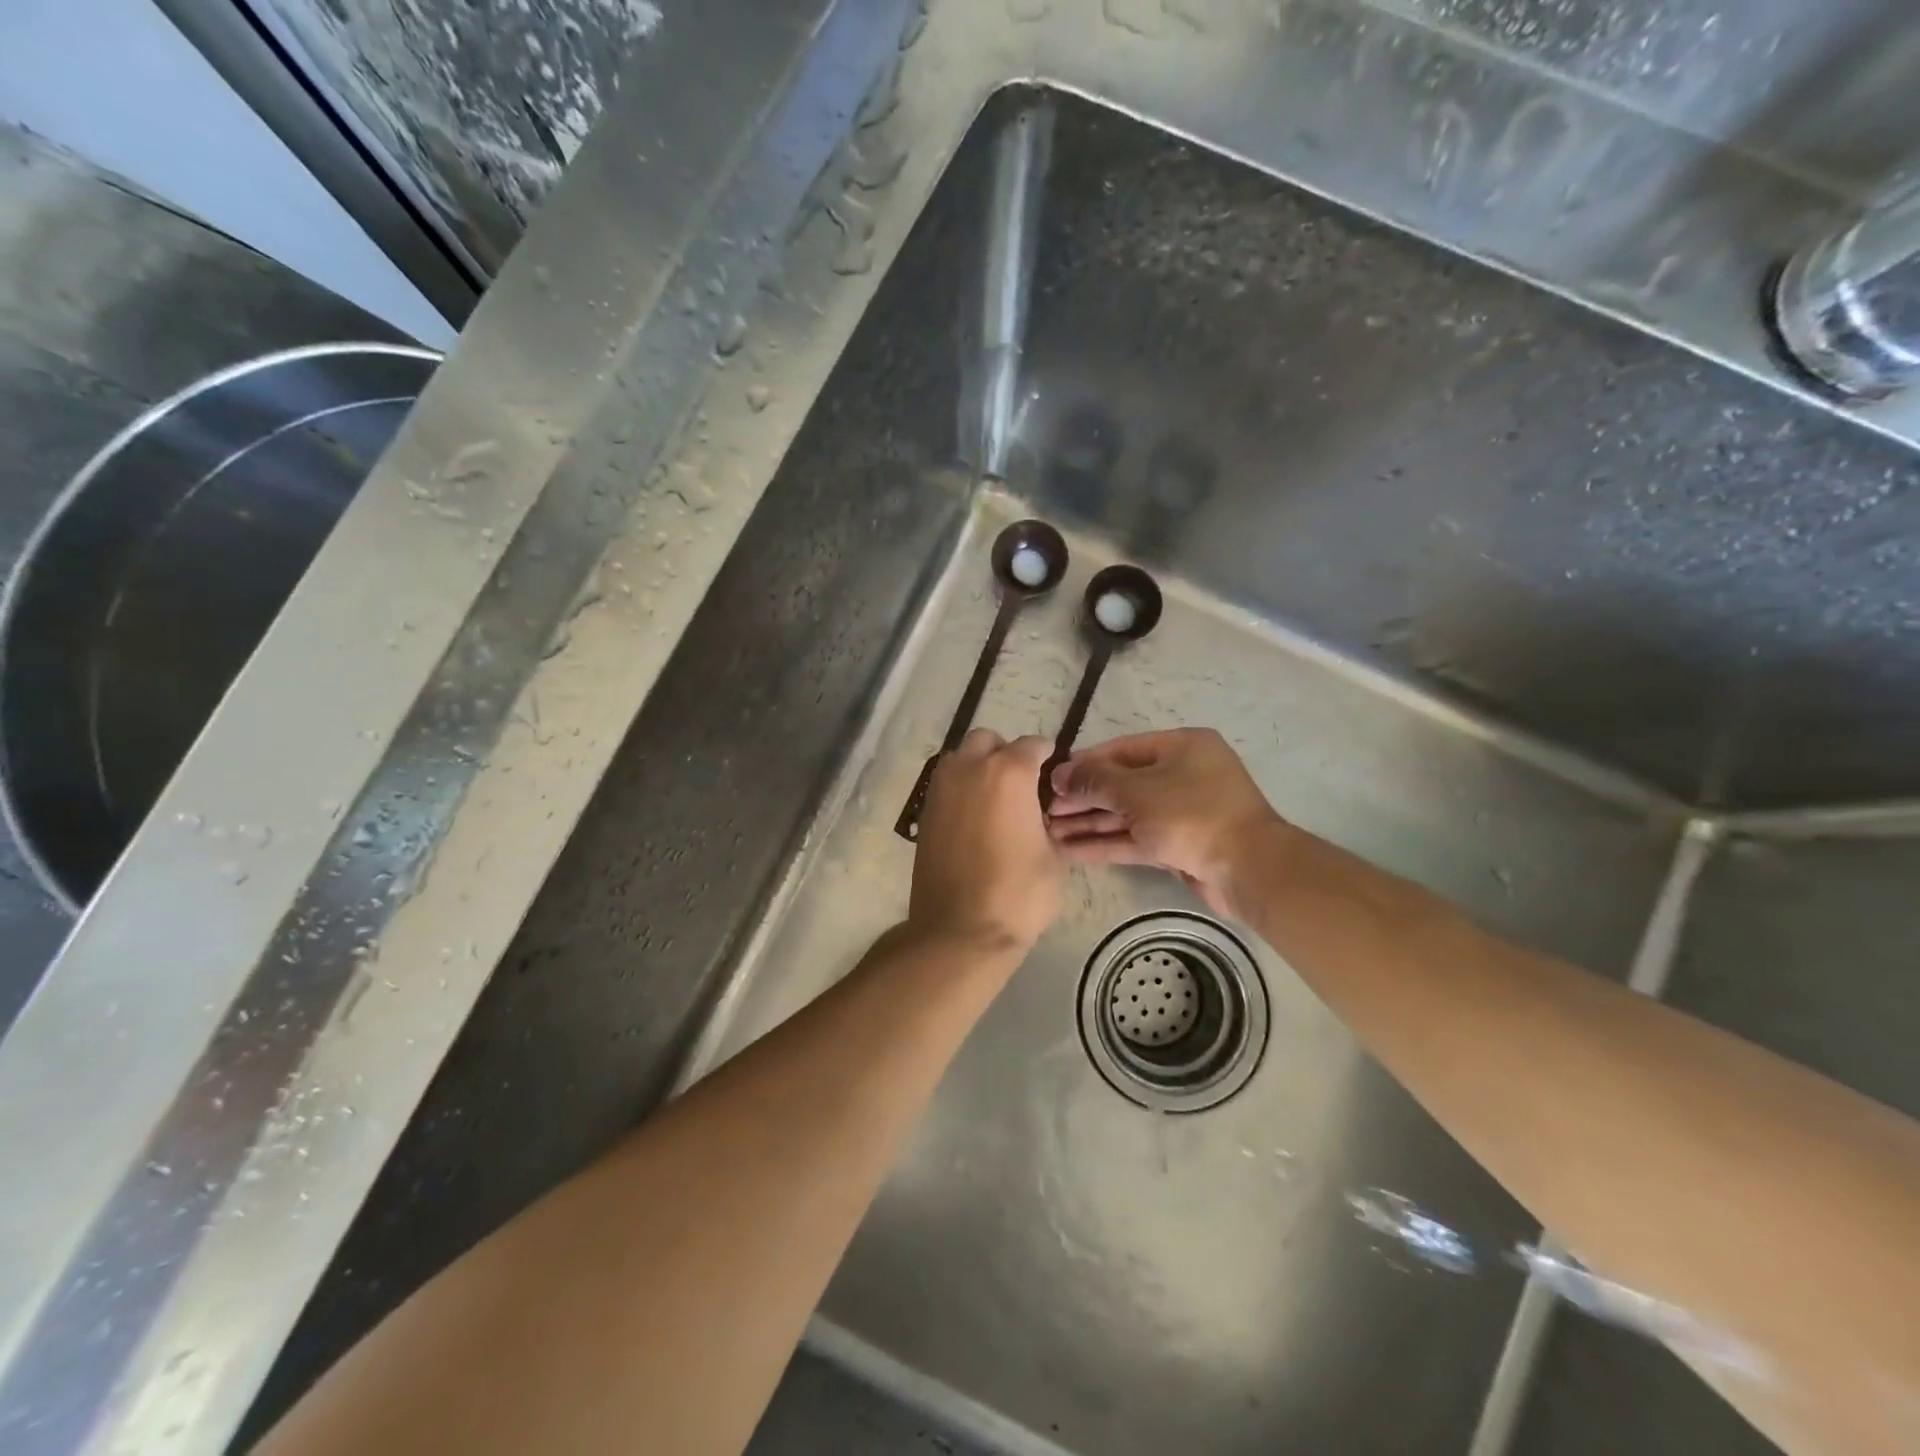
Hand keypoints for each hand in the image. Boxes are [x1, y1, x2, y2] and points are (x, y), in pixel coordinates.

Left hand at [910, 729, 1063, 954]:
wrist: (960, 930)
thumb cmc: (1018, 894)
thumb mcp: (1053, 858)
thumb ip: (1047, 823)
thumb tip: (1038, 817)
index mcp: (1009, 773)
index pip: (1032, 745)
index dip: (1047, 756)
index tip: (1053, 771)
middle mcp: (970, 769)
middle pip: (987, 740)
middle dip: (1005, 753)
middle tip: (1021, 782)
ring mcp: (941, 789)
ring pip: (959, 758)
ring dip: (977, 766)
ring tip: (994, 798)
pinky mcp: (924, 813)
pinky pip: (945, 785)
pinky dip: (960, 790)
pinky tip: (974, 818)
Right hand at [1047, 728, 1283, 917]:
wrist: (1247, 868)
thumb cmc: (1191, 814)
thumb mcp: (1136, 791)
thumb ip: (1095, 781)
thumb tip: (1060, 774)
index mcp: (1181, 747)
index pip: (1121, 750)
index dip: (1084, 765)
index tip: (1051, 780)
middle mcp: (1182, 774)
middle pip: (1121, 783)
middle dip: (1083, 799)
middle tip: (1045, 811)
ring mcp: (1181, 812)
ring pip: (1126, 814)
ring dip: (1090, 823)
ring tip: (1050, 833)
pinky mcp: (1179, 845)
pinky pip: (1136, 838)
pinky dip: (1106, 843)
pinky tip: (1071, 850)